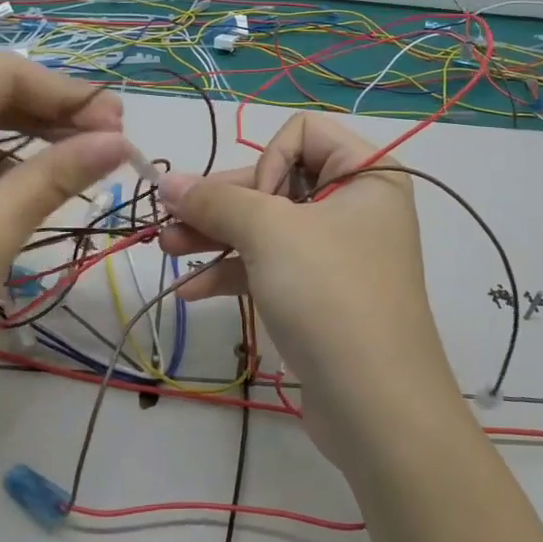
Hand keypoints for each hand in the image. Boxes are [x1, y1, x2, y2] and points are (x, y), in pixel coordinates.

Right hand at [157, 113, 466, 470]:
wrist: (376, 407)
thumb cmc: (330, 295)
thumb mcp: (269, 234)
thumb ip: (215, 201)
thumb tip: (167, 179)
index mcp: (367, 173)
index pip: (302, 133)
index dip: (268, 162)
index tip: (255, 205)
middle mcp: (356, 205)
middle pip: (276, 181)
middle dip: (221, 203)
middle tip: (169, 220)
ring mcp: (337, 253)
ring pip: (267, 227)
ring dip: (216, 237)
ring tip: (166, 250)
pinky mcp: (319, 294)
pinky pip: (271, 267)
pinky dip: (233, 273)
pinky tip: (190, 292)